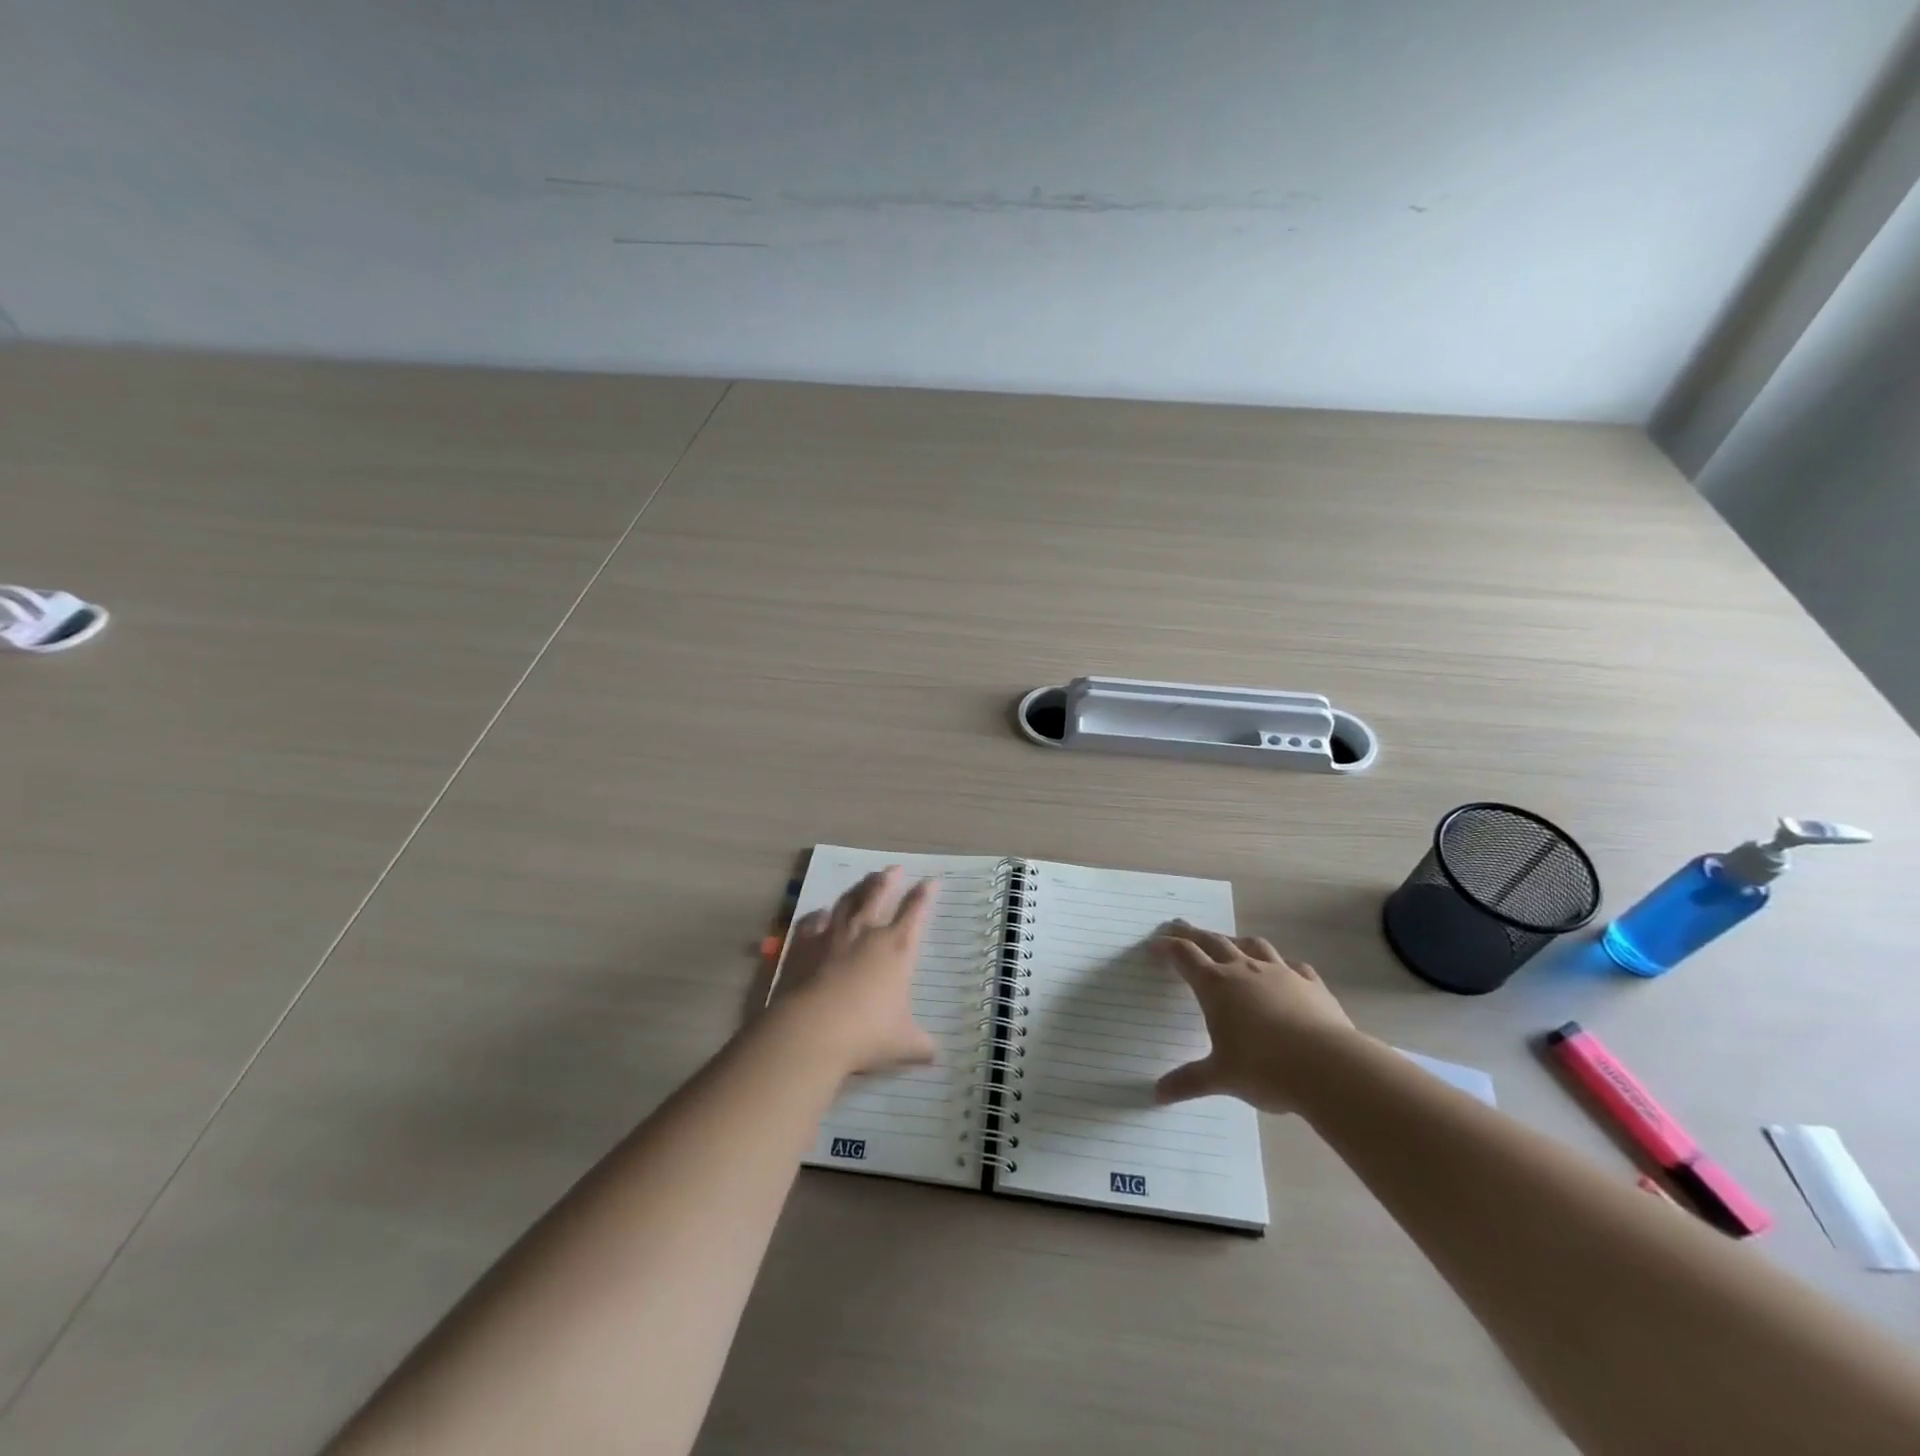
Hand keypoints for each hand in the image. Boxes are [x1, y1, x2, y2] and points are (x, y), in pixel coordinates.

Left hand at [770, 867, 938, 1075]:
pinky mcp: (803, 945)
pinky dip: (819, 916)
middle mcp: (866, 933)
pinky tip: (821, 913)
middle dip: (889, 879)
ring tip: (864, 880)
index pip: (915, 912)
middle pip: (878, 894)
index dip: (924, 895)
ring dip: (858, 888)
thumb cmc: (866, 1034)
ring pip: (848, 901)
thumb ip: (920, 1045)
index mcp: (897, 948)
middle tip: (895, 868)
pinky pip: (812, 922)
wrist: (811, 1030)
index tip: (931, 882)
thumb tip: (934, 1053)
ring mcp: (832, 935)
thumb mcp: (903, 1044)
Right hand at [1152, 922, 1358, 1112]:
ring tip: (1229, 942)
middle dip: (1194, 934)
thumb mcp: (1221, 1078)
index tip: (1156, 943)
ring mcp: (1280, 973)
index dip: (1168, 947)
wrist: (1330, 1067)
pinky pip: (1293, 966)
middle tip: (1180, 927)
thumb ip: (1189, 1081)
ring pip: (1253, 945)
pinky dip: (1281, 964)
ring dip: (1236, 941)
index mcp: (1216, 986)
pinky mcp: (1311, 984)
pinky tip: (1283, 971)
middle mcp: (1244, 970)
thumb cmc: (1265, 1069)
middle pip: (1214, 941)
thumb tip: (1157, 1094)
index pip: (1185, 956)